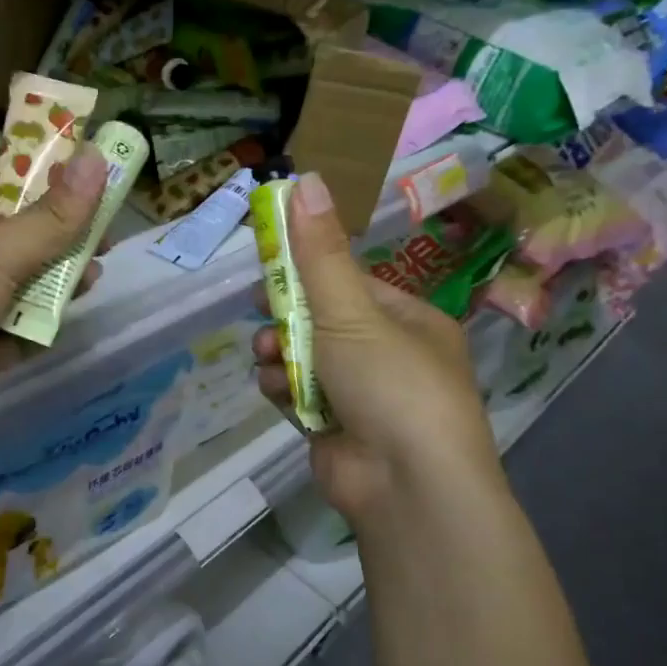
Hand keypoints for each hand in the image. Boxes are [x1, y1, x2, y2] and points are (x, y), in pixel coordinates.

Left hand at [0, 147, 108, 455]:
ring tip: (93, 280)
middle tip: (103, 241)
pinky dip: (32, 330)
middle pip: (6, 241)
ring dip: (49, 286)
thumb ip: (52, 217)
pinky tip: (64, 324)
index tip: (85, 187)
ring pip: (9, 290)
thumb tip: (98, 160)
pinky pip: (5, 336)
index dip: (35, 184)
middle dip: (53, 241)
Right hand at [251, 172, 501, 525]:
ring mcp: (363, 396)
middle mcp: (388, 355)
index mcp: (408, 320)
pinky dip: (285, 391)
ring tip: (268, 358)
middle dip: (287, 316)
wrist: (408, 487)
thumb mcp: (352, 311)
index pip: (349, 281)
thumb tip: (304, 177)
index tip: (268, 261)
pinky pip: (301, 396)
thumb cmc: (390, 382)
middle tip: (258, 308)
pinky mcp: (337, 430)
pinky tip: (277, 392)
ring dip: (281, 354)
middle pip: (323, 320)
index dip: (307, 269)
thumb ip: (319, 252)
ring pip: (306, 359)